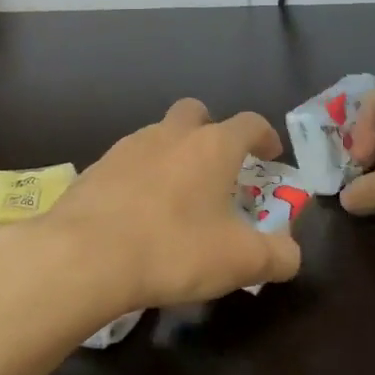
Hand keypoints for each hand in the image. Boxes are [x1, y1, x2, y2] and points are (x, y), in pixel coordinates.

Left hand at [39, 99, 301, 312]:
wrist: (84, 255)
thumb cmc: (174, 249)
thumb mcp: (241, 262)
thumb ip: (278, 256)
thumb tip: (290, 254)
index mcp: (212, 147)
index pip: (249, 123)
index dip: (264, 136)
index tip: (270, 155)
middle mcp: (169, 135)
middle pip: (195, 113)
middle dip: (210, 131)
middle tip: (217, 166)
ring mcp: (126, 148)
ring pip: (157, 136)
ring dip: (172, 155)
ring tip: (175, 196)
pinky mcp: (94, 169)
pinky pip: (126, 164)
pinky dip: (138, 179)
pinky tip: (136, 213)